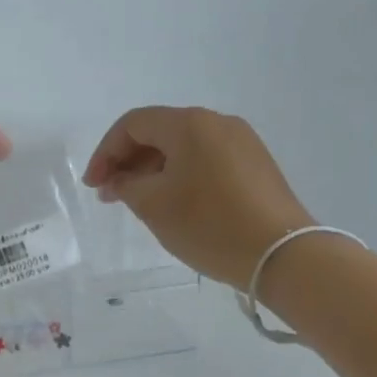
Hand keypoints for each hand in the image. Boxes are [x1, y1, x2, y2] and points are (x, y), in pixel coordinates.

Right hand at [82, 107, 312, 289]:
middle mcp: (218, 122)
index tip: (93, 186)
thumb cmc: (209, 225)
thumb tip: (121, 179)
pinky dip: (181, 175)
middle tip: (110, 195)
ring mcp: (243, 142)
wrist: (282, 254)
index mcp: (190, 123)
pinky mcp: (257, 166)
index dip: (106, 153)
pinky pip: (206, 160)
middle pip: (160, 131)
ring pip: (184, 147)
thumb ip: (127, 185)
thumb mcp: (154, 206)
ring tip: (139, 202)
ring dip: (154, 170)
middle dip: (128, 161)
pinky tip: (175, 203)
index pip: (133, 124)